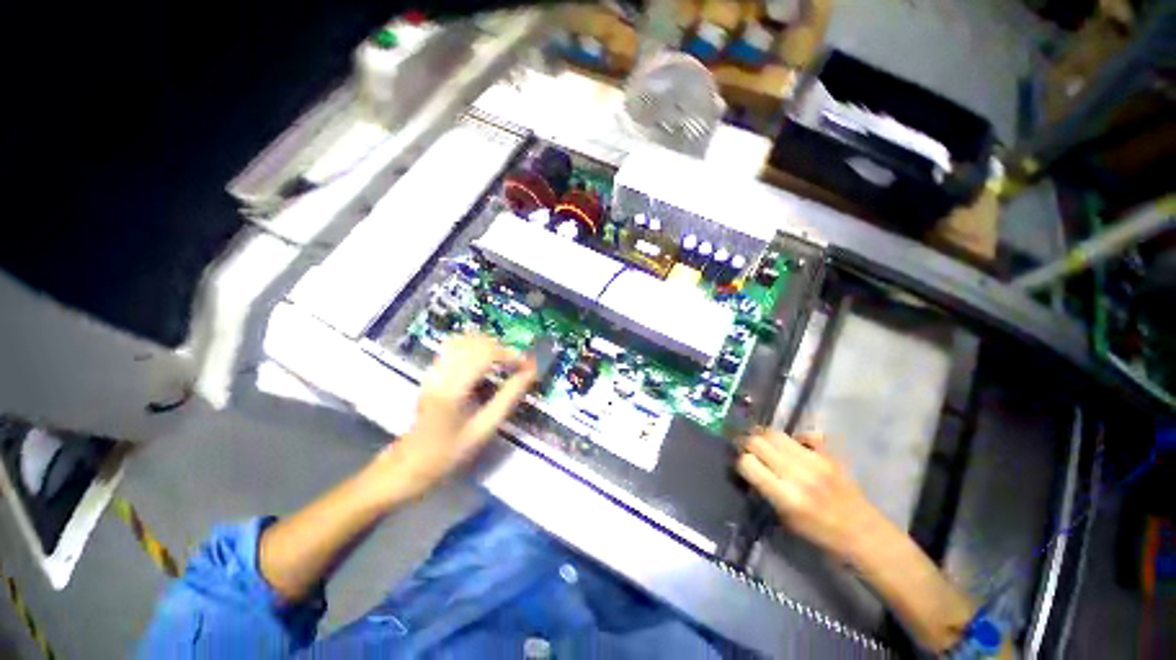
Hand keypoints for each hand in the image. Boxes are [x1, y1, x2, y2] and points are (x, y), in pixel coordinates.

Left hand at [377, 334, 536, 499]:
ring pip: (464, 340)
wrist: (409, 465)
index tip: (526, 366)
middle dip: (501, 349)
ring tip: (502, 363)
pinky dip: (474, 348)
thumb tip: (531, 373)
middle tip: (516, 365)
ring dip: (488, 346)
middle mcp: (441, 373)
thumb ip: (508, 397)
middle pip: (475, 342)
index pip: (486, 354)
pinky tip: (484, 363)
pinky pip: (454, 347)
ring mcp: (433, 371)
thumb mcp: (485, 428)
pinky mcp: (431, 372)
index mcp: (453, 389)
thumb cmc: (450, 452)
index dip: (510, 355)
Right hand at [737, 429, 880, 562]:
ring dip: (763, 435)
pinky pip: (803, 435)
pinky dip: (794, 437)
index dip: (740, 462)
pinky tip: (792, 446)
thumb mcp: (786, 520)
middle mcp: (798, 474)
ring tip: (761, 441)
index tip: (741, 465)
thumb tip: (749, 468)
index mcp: (786, 496)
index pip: (748, 463)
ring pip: (775, 433)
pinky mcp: (829, 455)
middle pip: (758, 442)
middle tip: (744, 448)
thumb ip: (766, 491)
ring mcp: (815, 461)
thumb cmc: (822, 536)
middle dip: (746, 443)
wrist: (865, 535)